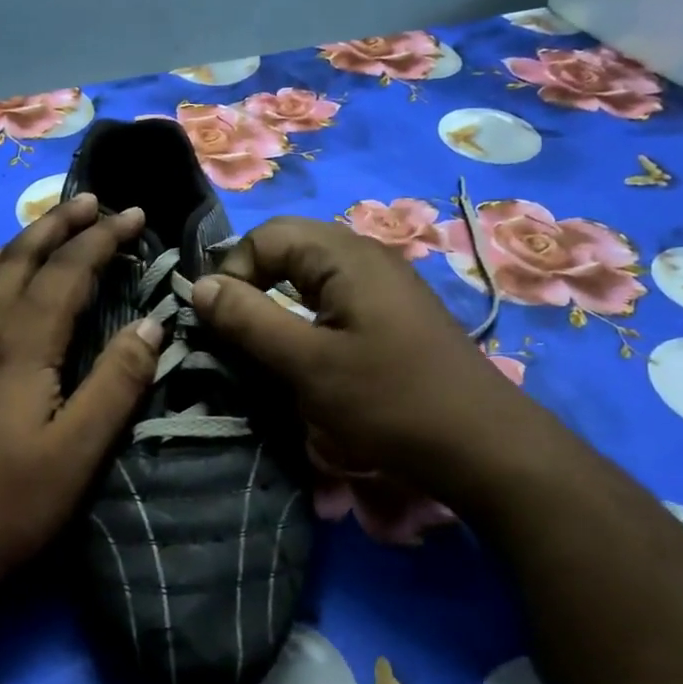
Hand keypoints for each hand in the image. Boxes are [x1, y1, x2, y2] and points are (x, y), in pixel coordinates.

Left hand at [0, 195, 163, 585]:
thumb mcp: (82, 448)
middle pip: (17, 262)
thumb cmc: (13, 503)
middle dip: (55, 226)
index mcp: (22, 345)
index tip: (135, 215)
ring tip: (32, 237)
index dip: (102, 238)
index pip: (67, 272)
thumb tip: (152, 324)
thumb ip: (119, 381)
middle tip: (88, 203)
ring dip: (6, 252)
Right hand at [190, 216, 521, 490]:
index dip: (234, 272)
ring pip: (312, 276)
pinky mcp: (395, 313)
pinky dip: (309, 318)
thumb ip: (248, 320)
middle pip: (290, 249)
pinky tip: (311, 355)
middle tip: (239, 334)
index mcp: (346, 255)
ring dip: (281, 304)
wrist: (484, 447)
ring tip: (268, 347)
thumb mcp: (307, 364)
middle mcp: (367, 256)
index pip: (266, 236)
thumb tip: (199, 286)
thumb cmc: (389, 402)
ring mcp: (386, 284)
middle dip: (255, 285)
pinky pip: (336, 298)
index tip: (221, 323)